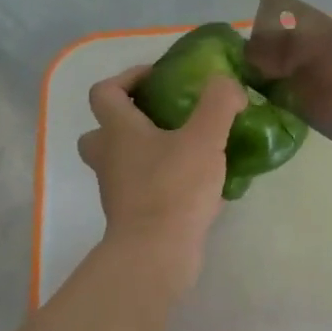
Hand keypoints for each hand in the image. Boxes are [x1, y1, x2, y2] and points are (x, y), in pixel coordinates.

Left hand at [78, 65, 246, 291]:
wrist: (157, 252)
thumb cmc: (174, 187)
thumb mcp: (205, 137)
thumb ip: (219, 103)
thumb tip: (227, 82)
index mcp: (119, 131)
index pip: (106, 91)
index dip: (128, 78)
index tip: (159, 78)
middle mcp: (110, 157)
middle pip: (104, 130)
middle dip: (130, 119)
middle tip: (165, 118)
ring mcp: (119, 189)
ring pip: (124, 161)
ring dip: (149, 151)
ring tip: (189, 150)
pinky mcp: (134, 214)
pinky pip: (146, 188)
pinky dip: (166, 181)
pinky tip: (201, 185)